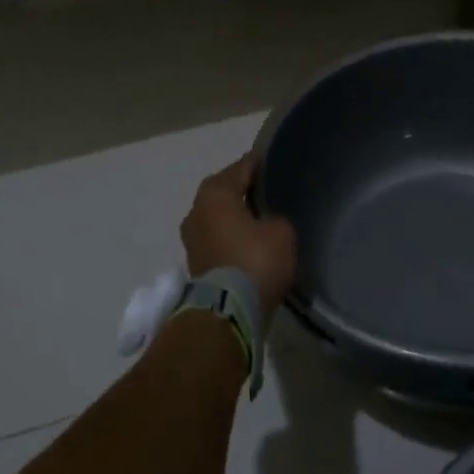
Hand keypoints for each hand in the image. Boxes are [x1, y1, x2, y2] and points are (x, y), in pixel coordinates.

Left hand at [181, 154, 297, 319]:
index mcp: (215, 193)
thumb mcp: (281, 231)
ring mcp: (192, 239)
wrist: (229, 312)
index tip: (275, 161)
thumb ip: (274, 218)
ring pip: (218, 218)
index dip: (259, 164)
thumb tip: (266, 223)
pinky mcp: (196, 264)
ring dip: (235, 217)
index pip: (241, 168)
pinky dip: (232, 238)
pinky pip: (218, 240)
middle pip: (224, 192)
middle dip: (243, 190)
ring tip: (261, 218)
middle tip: (268, 190)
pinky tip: (251, 242)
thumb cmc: (256, 261)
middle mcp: (196, 211)